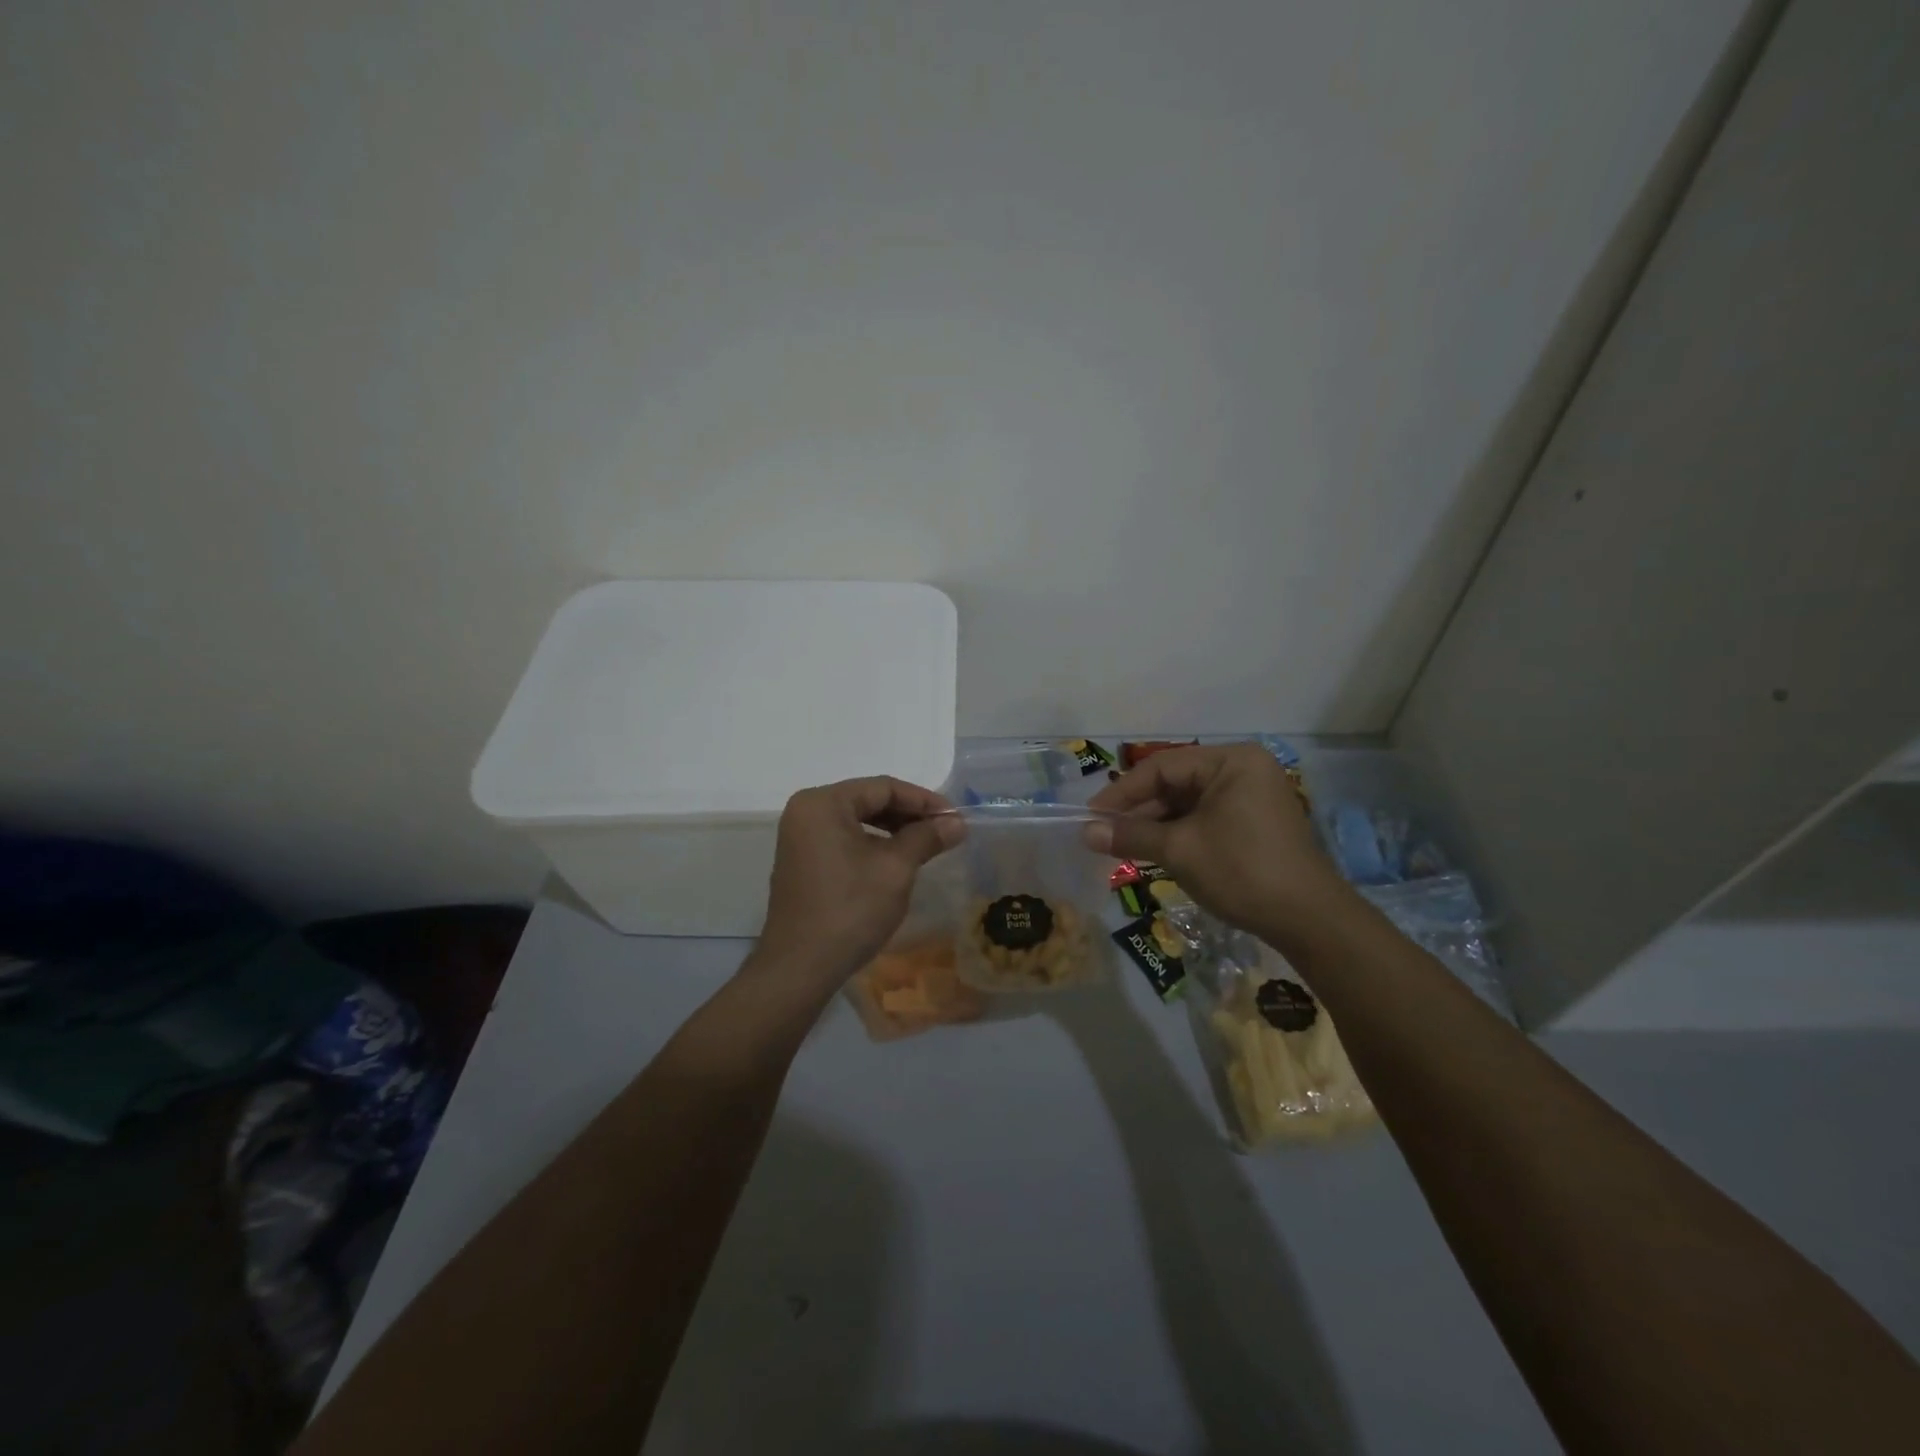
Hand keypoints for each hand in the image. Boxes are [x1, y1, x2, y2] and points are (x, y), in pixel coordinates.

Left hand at [755, 777, 963, 991]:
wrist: (800, 968)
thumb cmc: (850, 910)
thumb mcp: (895, 869)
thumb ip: (926, 837)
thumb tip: (957, 824)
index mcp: (823, 803)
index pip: (883, 787)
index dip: (924, 801)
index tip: (956, 818)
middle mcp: (806, 812)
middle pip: (868, 801)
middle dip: (910, 815)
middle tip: (946, 832)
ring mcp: (800, 838)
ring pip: (857, 822)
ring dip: (894, 831)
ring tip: (928, 846)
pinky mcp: (803, 863)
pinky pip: (844, 841)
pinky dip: (873, 846)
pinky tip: (898, 861)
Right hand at [1087, 744, 1352, 947]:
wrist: (1309, 920)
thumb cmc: (1241, 871)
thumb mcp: (1179, 850)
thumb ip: (1130, 835)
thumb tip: (1084, 832)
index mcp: (1231, 761)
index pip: (1162, 767)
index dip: (1122, 792)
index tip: (1091, 816)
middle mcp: (1244, 769)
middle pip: (1176, 782)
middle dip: (1139, 810)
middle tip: (1104, 833)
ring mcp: (1252, 796)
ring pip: (1189, 803)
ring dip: (1156, 824)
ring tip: (1123, 845)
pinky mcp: (1255, 822)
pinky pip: (1206, 817)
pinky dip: (1179, 833)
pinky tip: (1155, 851)